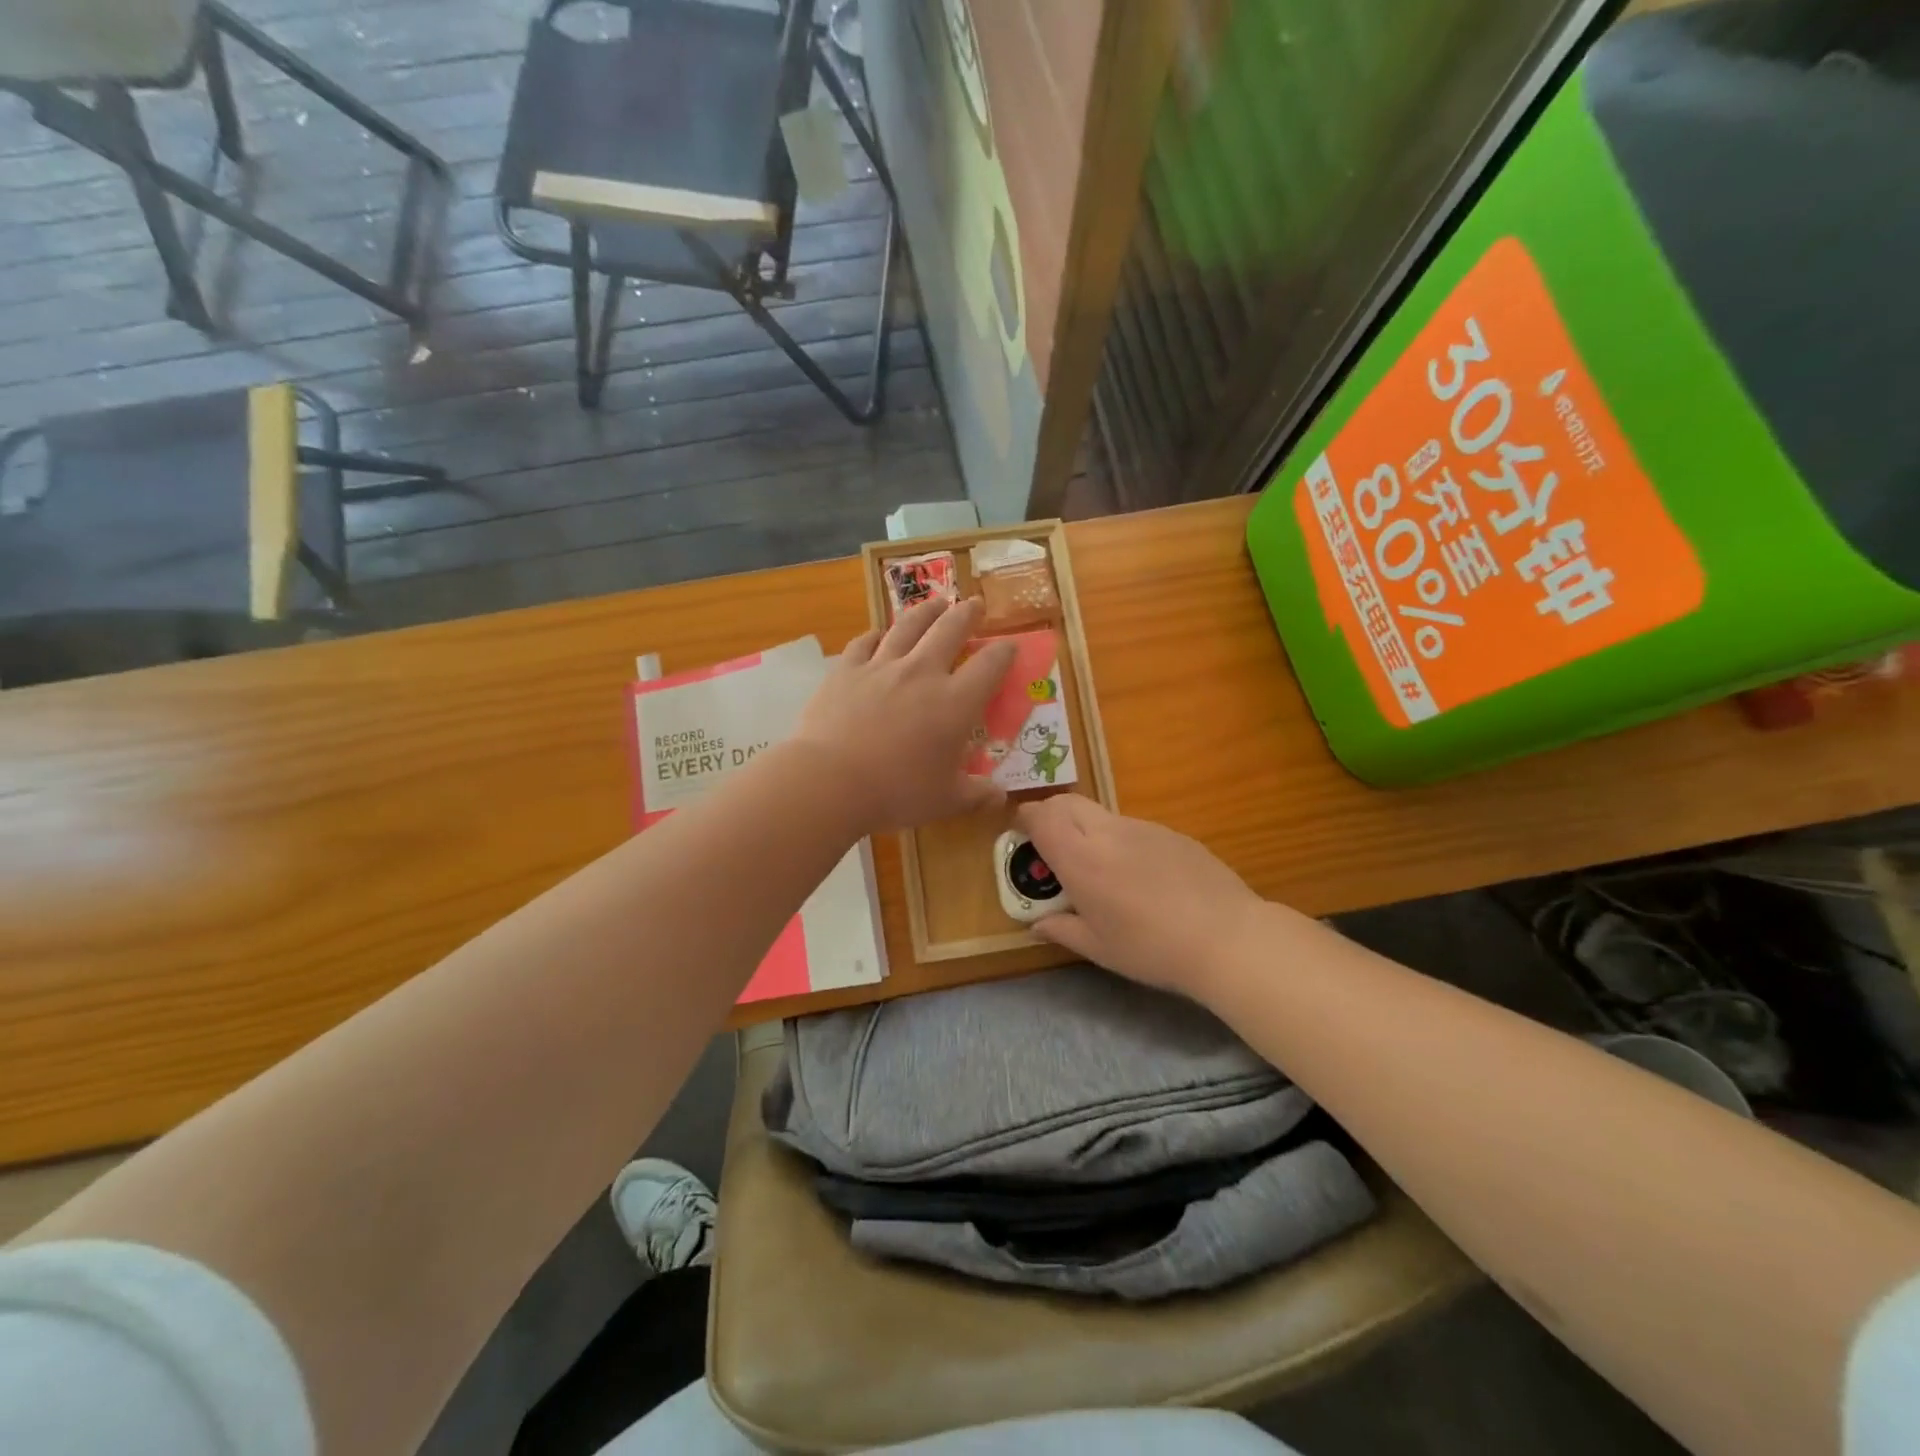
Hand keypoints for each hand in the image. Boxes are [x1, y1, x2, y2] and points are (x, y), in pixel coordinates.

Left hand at [795, 597, 1015, 833]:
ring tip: (937, 603)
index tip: (1010, 646)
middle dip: (968, 614)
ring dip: (927, 611)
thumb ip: (977, 795)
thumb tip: (1000, 798)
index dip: (1005, 651)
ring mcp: (881, 666)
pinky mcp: (846, 669)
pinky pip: (864, 642)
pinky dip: (876, 635)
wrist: (831, 780)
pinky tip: (878, 634)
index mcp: (956, 703)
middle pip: (951, 629)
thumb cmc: (897, 792)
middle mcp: (922, 673)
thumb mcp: (946, 801)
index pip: (990, 665)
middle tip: (975, 604)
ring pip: (909, 625)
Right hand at [1015, 796, 1267, 1003]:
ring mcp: (1143, 827)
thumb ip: (1061, 930)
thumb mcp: (1099, 948)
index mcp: (1081, 859)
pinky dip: (1120, 840)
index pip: (1041, 816)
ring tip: (1098, 868)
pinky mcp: (1172, 833)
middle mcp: (1107, 833)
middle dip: (1051, 814)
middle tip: (1050, 844)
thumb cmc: (1152, 949)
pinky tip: (1140, 876)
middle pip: (1067, 802)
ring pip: (1101, 814)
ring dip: (1086, 828)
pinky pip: (1133, 827)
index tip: (1021, 834)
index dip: (1025, 819)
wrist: (1227, 938)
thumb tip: (1036, 924)